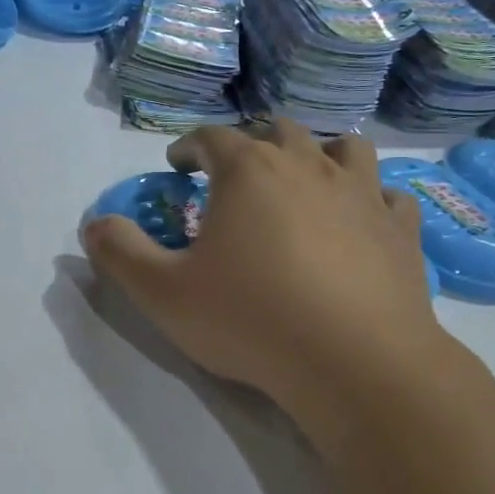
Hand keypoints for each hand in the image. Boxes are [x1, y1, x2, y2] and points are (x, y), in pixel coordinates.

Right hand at [81, 120, 445, 417]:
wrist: (353, 361)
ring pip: (344, 148)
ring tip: (307, 181)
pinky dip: (371, 198)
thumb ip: (121, 254)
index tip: (179, 164)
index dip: (190, 146)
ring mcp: (363, 193)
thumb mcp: (163, 294)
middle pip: (278, 131)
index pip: (212, 137)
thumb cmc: (251, 320)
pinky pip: (388, 195)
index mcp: (250, 171)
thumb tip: (94, 224)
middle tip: (238, 174)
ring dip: (320, 155)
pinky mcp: (400, 229)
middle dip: (252, 144)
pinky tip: (362, 220)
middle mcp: (309, 165)